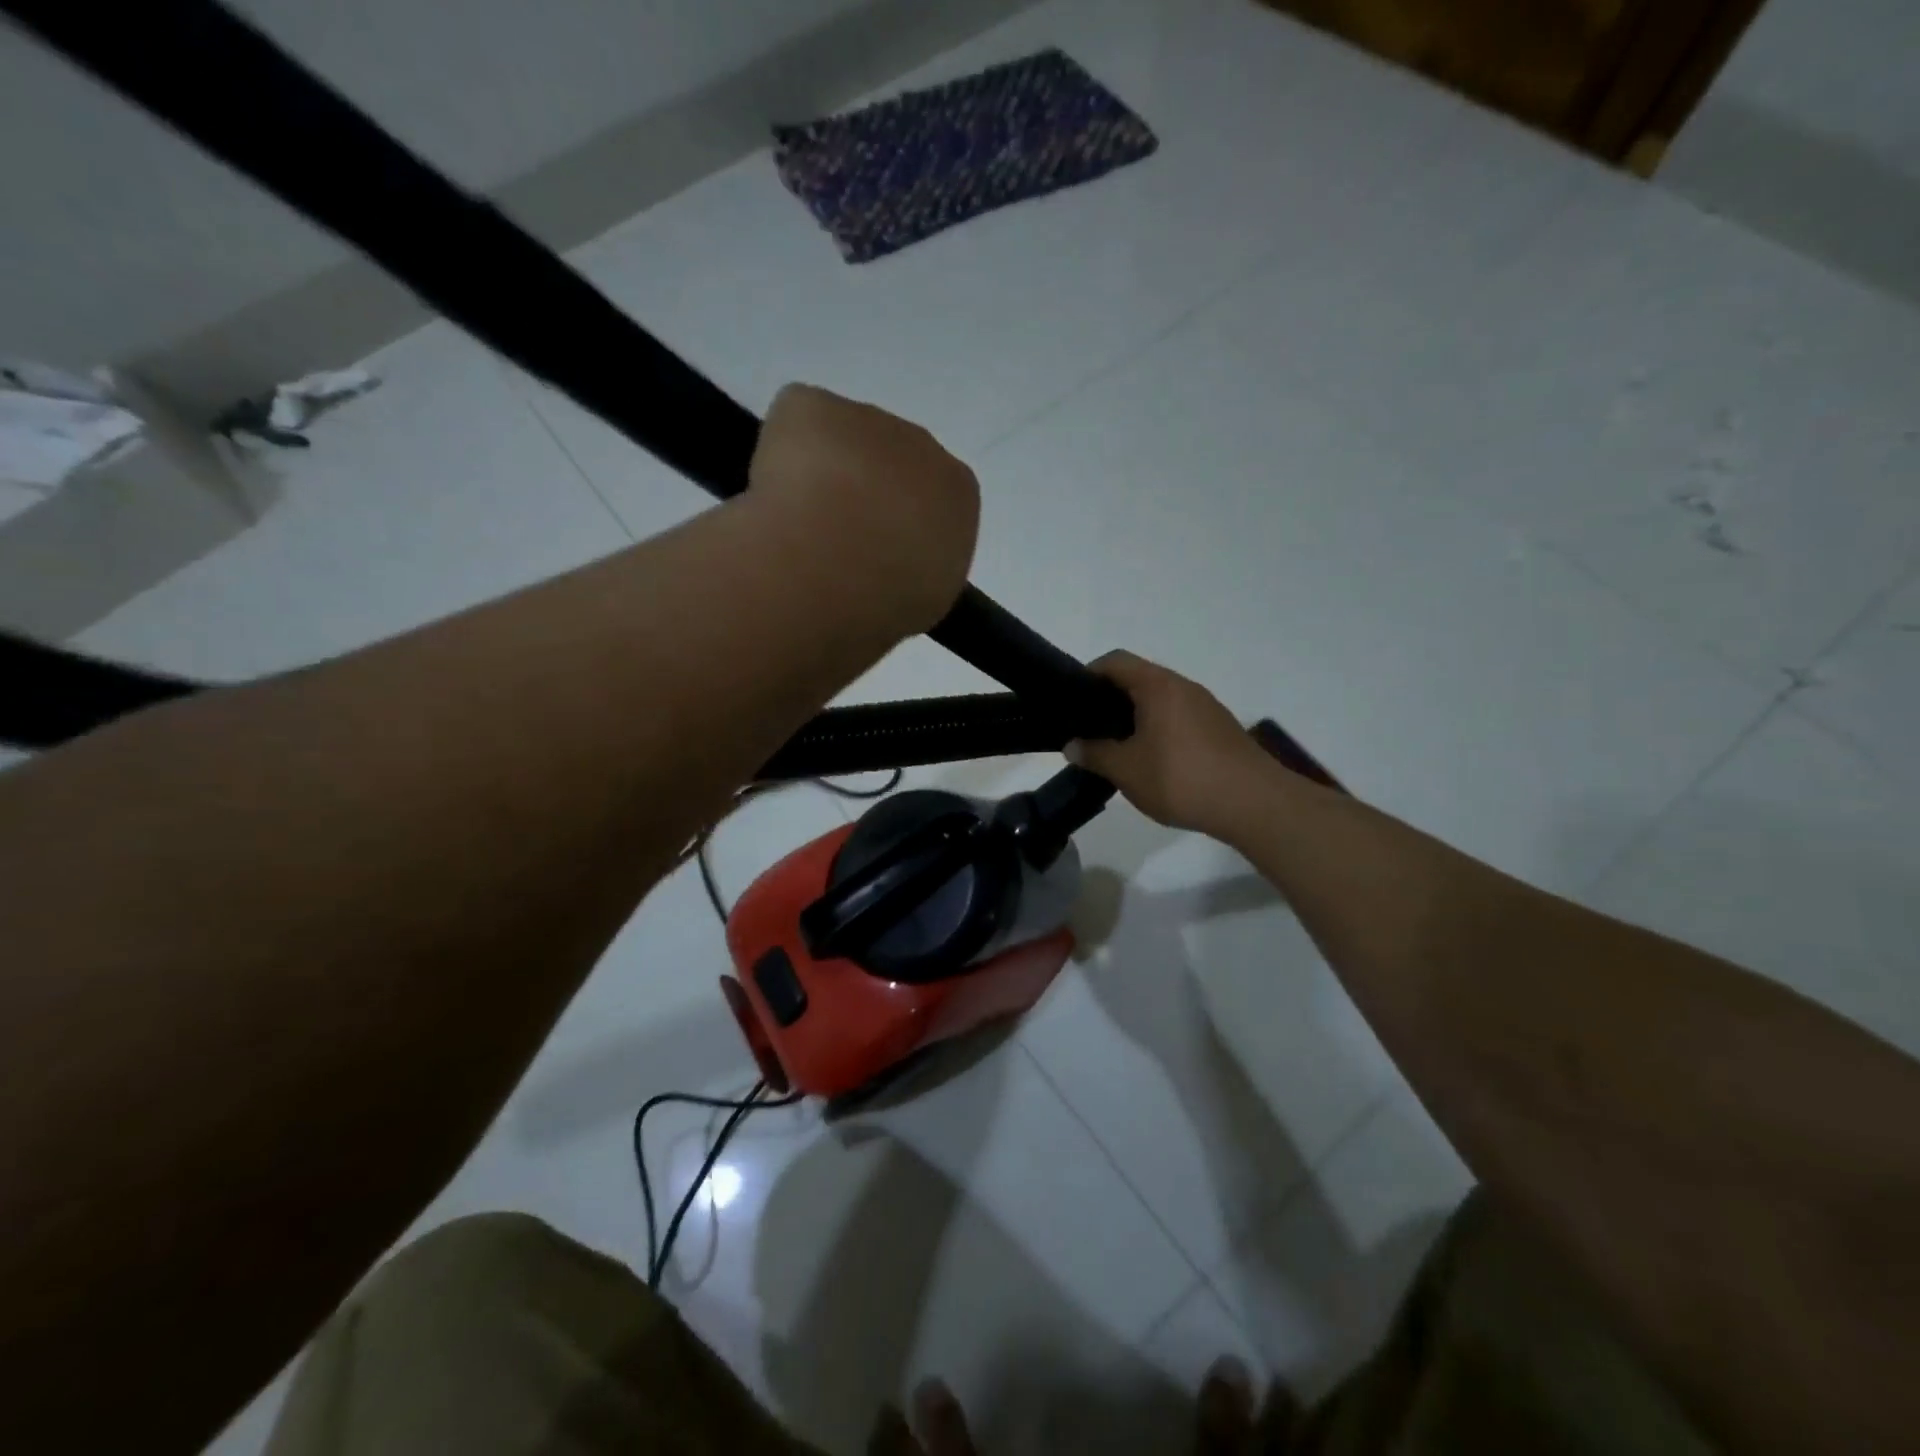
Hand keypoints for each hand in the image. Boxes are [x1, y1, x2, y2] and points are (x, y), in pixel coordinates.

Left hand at [750, 384, 979, 635]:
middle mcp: (920, 444)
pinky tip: (773, 497)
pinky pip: (794, 424)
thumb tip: (891, 565)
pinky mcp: (812, 406)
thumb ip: (918, 568)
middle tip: (834, 542)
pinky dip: (778, 454)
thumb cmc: (892, 594)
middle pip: (888, 461)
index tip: (875, 553)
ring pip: (838, 442)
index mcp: (957, 491)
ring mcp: (866, 417)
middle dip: (862, 492)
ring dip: (820, 474)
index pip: (932, 498)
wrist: (836, 565)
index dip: (900, 524)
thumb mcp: (927, 596)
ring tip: (798, 527)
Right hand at [1065, 651, 1275, 836]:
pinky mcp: (1220, 729)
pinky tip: (1153, 761)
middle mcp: (1184, 687)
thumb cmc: (1182, 778)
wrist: (1254, 804)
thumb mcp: (1127, 770)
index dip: (1088, 675)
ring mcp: (1206, 707)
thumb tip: (1071, 745)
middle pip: (1139, 679)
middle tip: (1089, 728)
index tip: (1072, 701)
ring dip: (1136, 717)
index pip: (1115, 661)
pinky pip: (1179, 718)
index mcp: (1158, 686)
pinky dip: (1159, 730)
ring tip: (1118, 747)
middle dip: (1110, 700)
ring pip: (1161, 701)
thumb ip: (1094, 754)